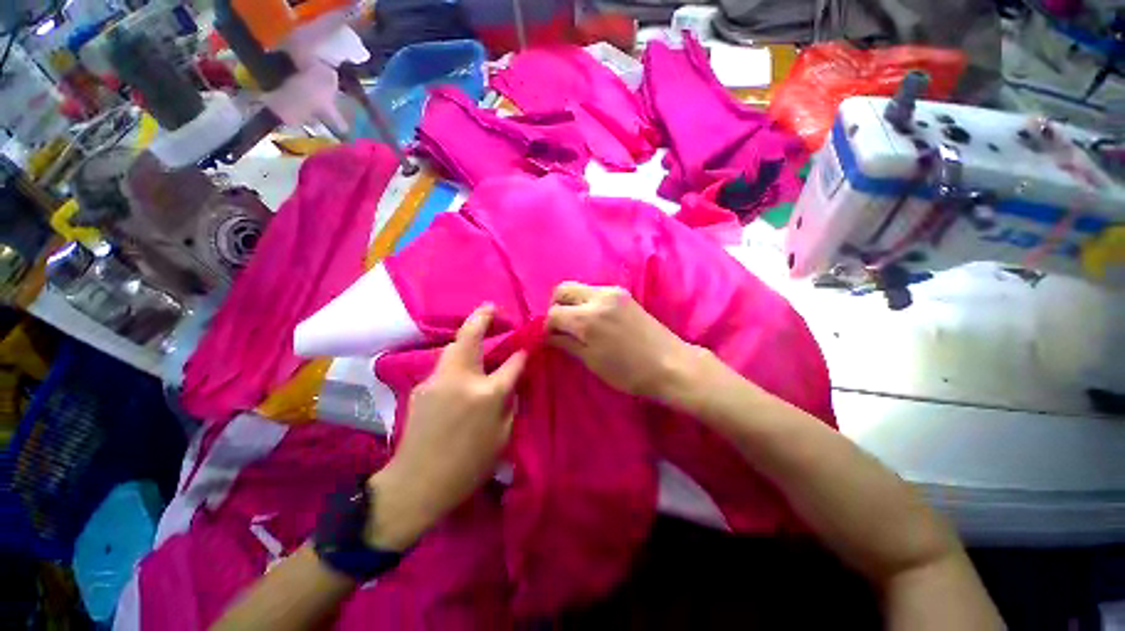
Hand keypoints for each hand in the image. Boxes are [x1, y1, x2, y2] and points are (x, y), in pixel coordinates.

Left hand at [364, 304, 525, 549]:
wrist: (415, 484)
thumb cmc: (468, 467)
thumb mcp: (503, 438)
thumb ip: (510, 403)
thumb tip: (512, 381)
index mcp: (487, 394)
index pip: (512, 362)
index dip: (522, 351)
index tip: (527, 345)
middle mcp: (461, 379)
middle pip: (470, 336)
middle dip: (483, 317)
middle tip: (493, 309)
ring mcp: (437, 380)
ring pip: (454, 346)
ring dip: (468, 336)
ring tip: (480, 334)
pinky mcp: (422, 386)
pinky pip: (445, 365)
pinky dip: (457, 359)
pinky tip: (462, 370)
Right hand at [546, 282, 701, 404]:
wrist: (670, 364)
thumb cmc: (629, 372)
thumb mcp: (592, 361)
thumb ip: (566, 344)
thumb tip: (548, 336)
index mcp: (587, 319)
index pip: (553, 313)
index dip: (547, 327)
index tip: (550, 338)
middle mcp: (598, 297)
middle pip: (562, 289)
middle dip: (555, 306)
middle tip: (560, 326)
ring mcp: (613, 292)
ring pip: (578, 288)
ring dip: (571, 303)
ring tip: (577, 324)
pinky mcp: (623, 293)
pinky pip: (594, 291)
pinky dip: (586, 302)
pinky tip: (594, 319)